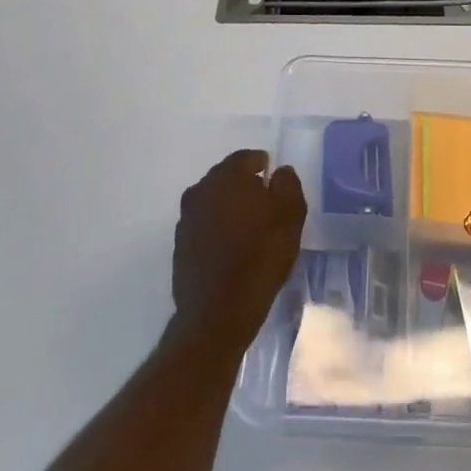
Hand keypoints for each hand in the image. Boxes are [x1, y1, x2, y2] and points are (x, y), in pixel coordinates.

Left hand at [171, 149, 306, 353]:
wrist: (217, 312)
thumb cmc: (260, 257)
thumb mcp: (291, 216)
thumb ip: (288, 185)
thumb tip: (279, 171)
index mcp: (227, 177)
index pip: (246, 158)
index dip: (263, 166)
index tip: (275, 181)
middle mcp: (200, 190)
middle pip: (226, 178)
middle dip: (245, 186)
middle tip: (265, 204)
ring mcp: (186, 219)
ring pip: (213, 202)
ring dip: (229, 208)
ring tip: (250, 228)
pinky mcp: (180, 245)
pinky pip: (204, 226)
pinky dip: (217, 230)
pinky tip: (232, 248)